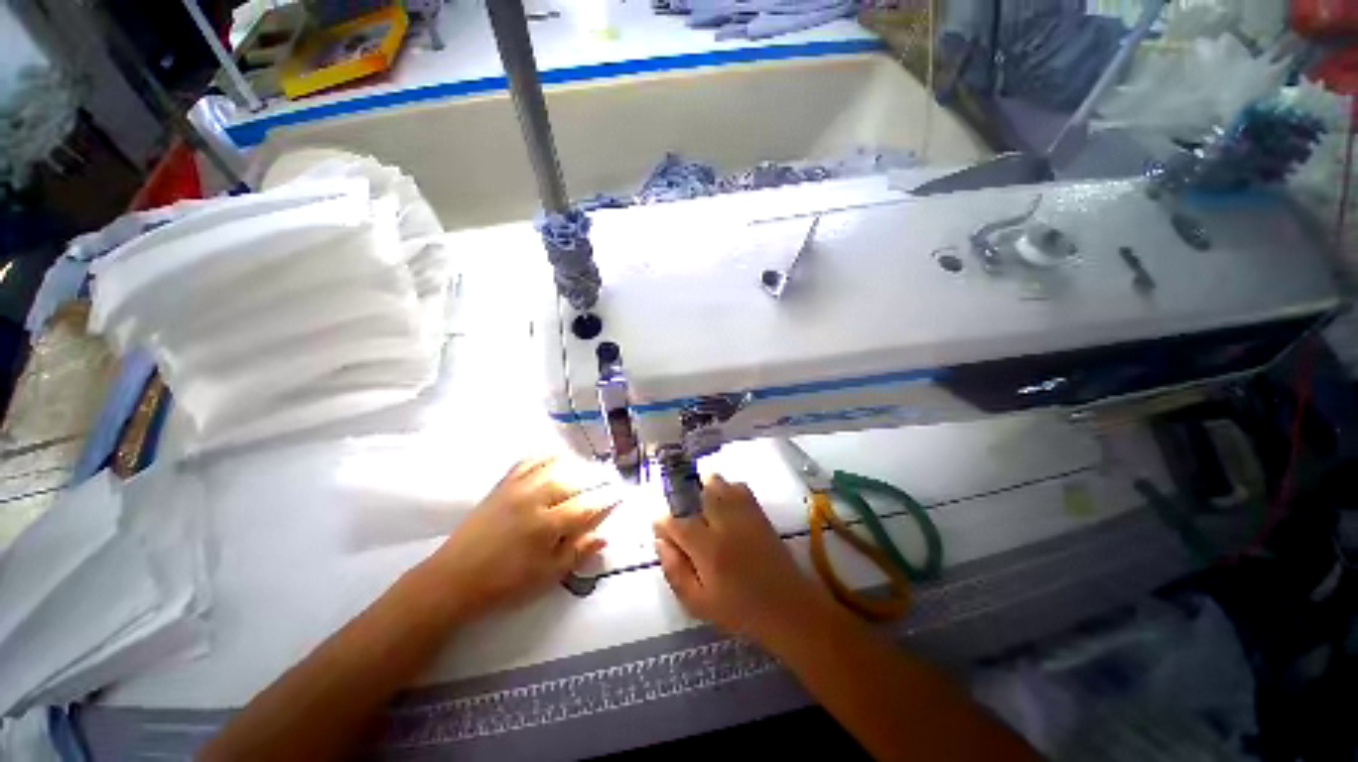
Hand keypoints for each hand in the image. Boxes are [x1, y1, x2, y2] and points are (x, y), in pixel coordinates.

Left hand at [425, 457, 615, 619]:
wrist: (453, 579)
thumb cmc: (504, 584)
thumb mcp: (546, 577)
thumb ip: (577, 553)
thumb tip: (604, 535)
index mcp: (546, 526)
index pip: (587, 505)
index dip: (608, 499)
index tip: (621, 495)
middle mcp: (534, 499)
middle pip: (574, 480)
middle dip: (597, 478)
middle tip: (610, 480)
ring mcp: (517, 488)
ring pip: (554, 465)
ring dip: (576, 464)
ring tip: (588, 469)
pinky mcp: (502, 484)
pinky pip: (528, 461)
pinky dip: (546, 455)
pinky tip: (557, 457)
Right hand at [653, 475, 831, 640]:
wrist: (787, 609)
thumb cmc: (739, 611)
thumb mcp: (698, 604)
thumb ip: (675, 572)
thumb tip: (660, 543)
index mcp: (707, 549)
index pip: (677, 524)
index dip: (663, 522)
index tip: (659, 525)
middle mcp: (725, 525)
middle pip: (702, 494)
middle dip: (689, 496)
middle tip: (684, 511)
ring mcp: (745, 517)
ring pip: (722, 486)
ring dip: (709, 488)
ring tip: (703, 500)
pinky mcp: (760, 515)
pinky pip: (742, 489)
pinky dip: (730, 489)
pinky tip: (727, 501)